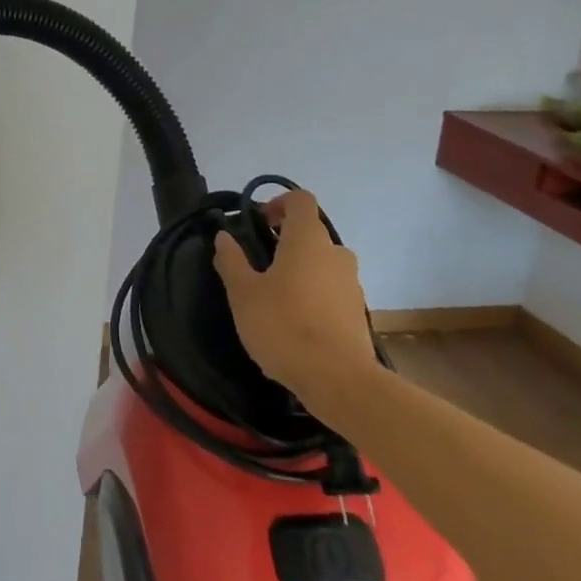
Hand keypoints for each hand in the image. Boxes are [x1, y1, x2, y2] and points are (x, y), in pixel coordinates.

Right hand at [212, 189, 377, 408]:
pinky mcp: (357, 312)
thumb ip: (232, 260)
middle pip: (311, 233)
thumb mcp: (243, 293)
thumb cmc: (284, 326)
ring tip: (274, 297)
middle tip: (259, 264)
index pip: (301, 200)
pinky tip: (294, 323)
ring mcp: (351, 284)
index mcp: (307, 240)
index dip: (279, 202)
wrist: (339, 381)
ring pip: (322, 263)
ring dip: (300, 269)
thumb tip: (223, 236)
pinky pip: (332, 290)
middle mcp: (335, 254)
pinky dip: (313, 294)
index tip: (258, 222)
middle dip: (285, 241)